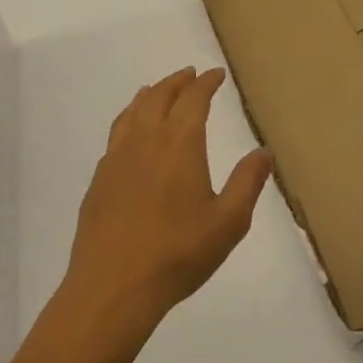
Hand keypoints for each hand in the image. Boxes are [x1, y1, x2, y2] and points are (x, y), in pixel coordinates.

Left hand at [61, 67, 273, 343]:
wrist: (112, 288)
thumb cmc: (177, 254)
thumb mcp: (228, 222)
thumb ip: (247, 183)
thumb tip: (264, 152)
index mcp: (180, 144)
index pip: (194, 99)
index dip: (206, 83)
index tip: (216, 74)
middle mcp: (146, 141)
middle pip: (159, 96)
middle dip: (177, 82)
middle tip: (190, 75)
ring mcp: (117, 159)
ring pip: (132, 112)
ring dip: (149, 95)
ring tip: (156, 91)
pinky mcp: (99, 181)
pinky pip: (116, 134)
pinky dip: (128, 120)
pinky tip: (131, 135)